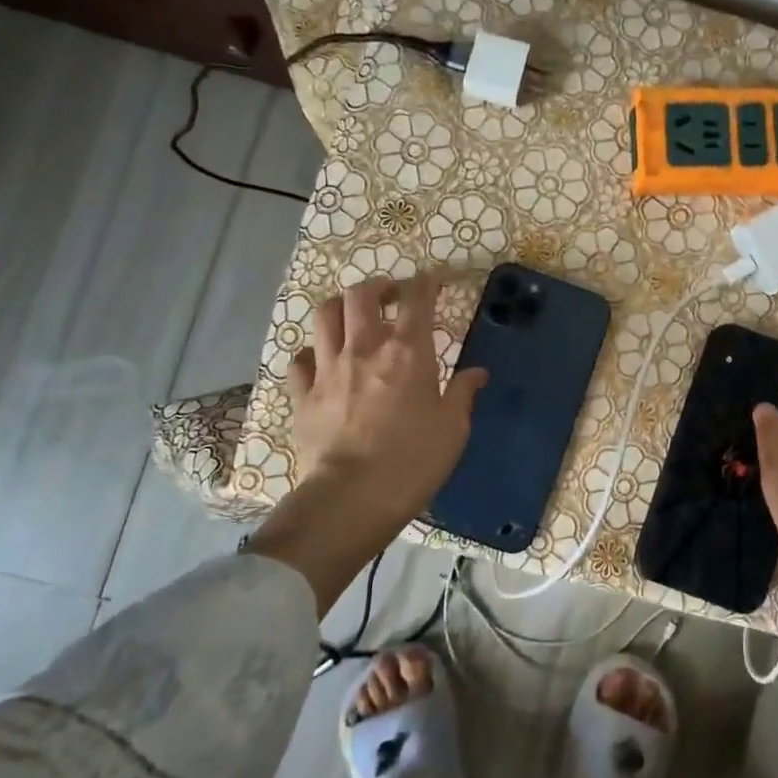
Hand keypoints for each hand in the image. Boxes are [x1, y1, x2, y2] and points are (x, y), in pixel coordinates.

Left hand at [286, 273, 486, 536]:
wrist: (351, 497)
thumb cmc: (413, 461)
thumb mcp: (453, 429)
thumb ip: (463, 394)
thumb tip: (477, 373)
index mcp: (407, 352)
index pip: (417, 300)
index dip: (426, 283)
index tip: (433, 280)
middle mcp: (364, 348)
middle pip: (362, 295)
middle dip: (378, 287)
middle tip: (390, 296)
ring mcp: (328, 368)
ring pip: (325, 315)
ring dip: (341, 308)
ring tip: (352, 316)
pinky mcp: (302, 394)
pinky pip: (300, 359)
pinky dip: (312, 352)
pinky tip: (321, 361)